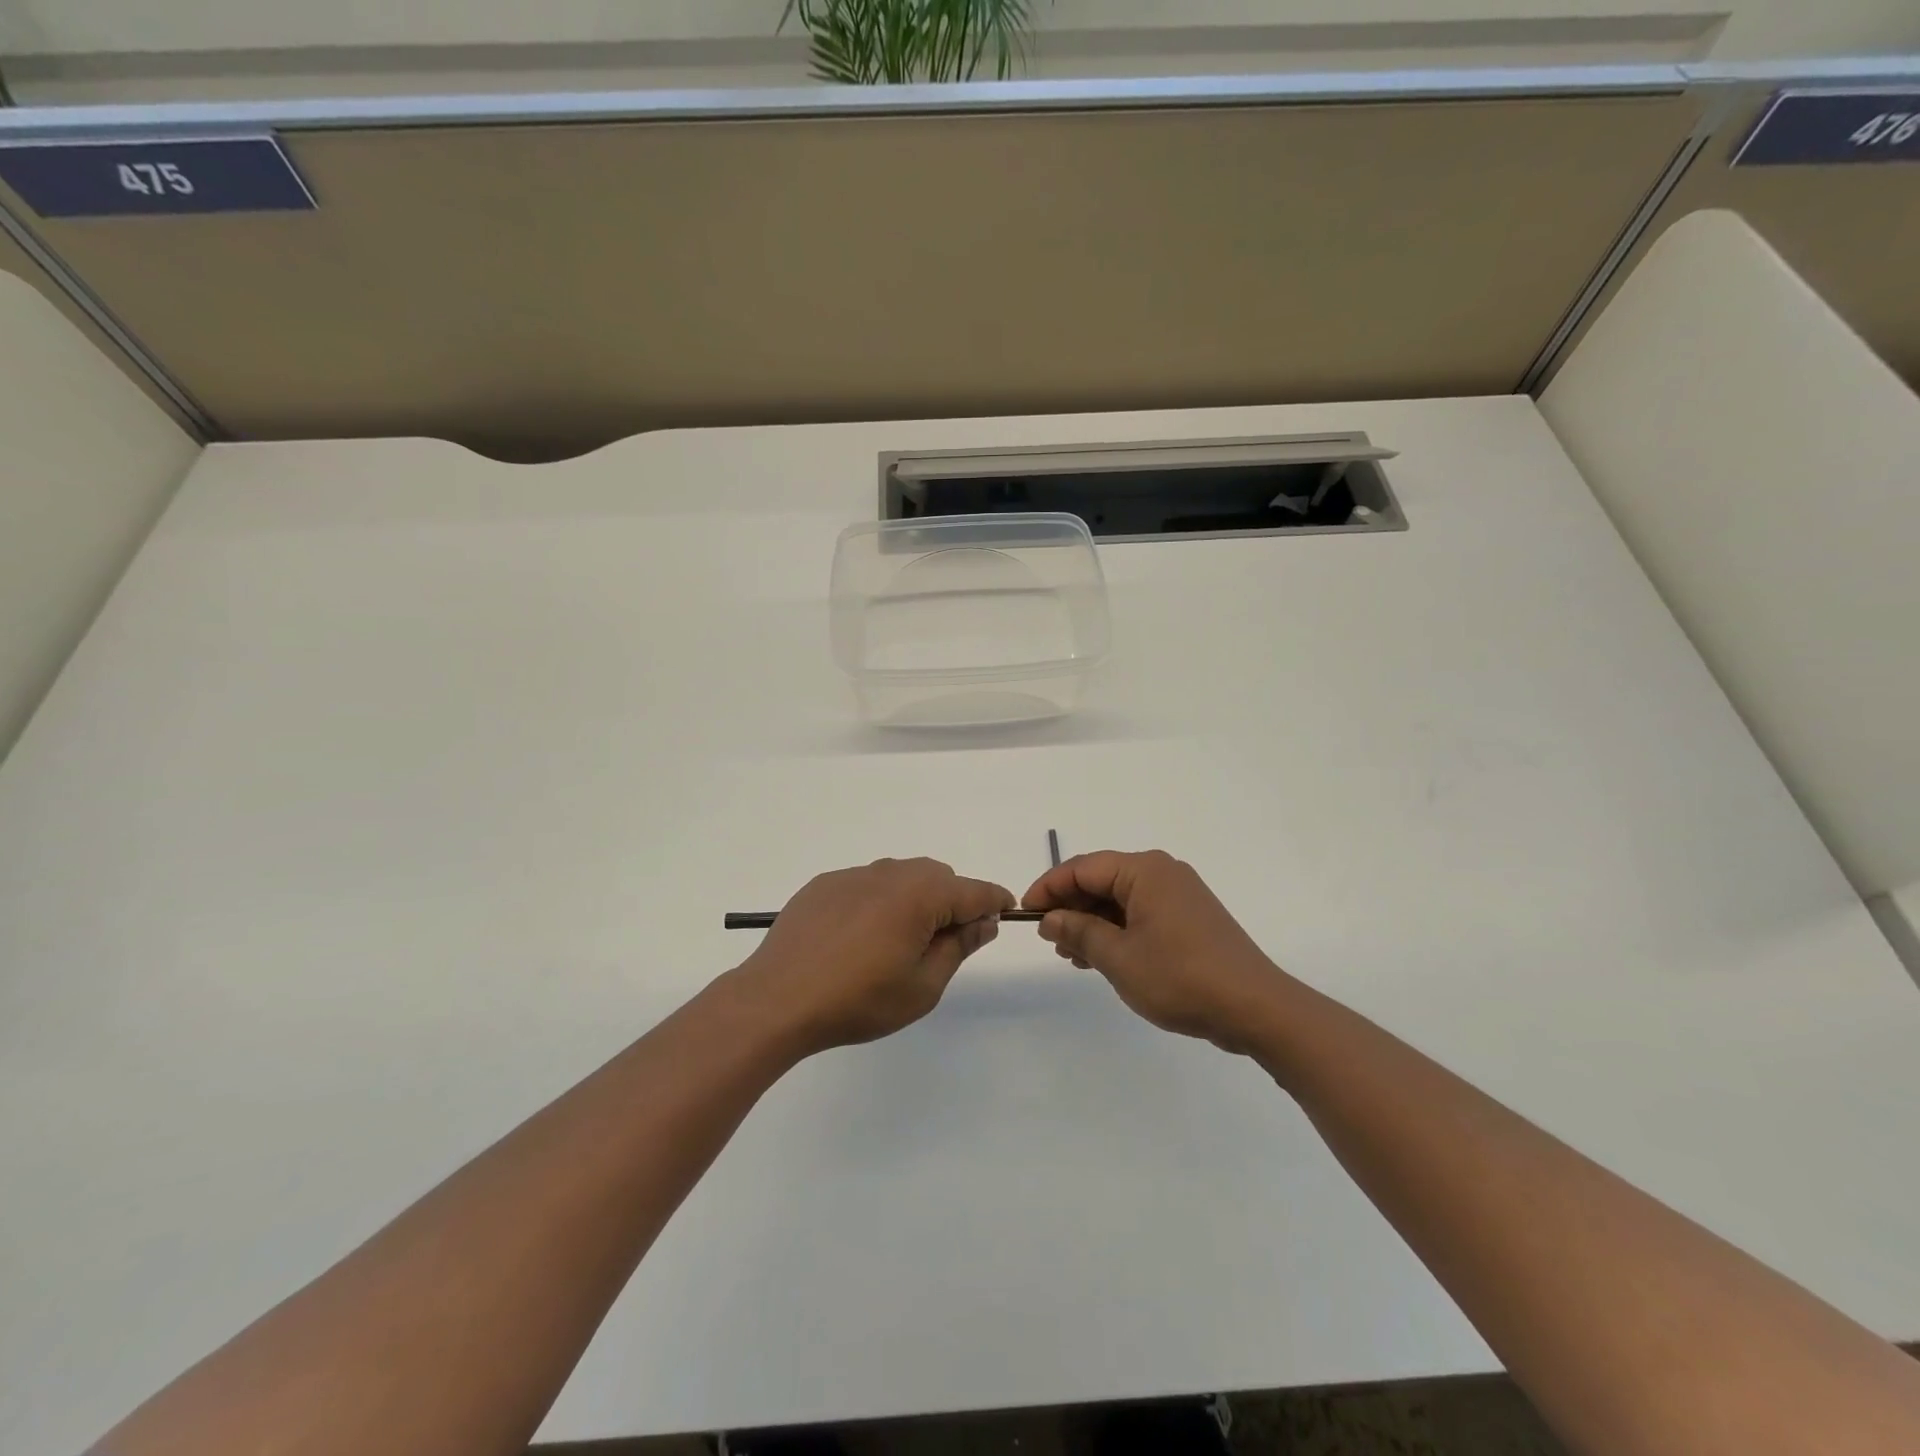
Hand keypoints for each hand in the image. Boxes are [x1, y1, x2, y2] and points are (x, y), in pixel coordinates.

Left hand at [737, 859, 1013, 1054]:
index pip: (975, 891)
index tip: (1004, 915)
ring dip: (914, 900)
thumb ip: (959, 947)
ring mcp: (854, 874)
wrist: (778, 999)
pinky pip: (867, 884)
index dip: (995, 902)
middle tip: (942, 944)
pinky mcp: (825, 884)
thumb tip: (983, 921)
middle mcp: (891, 873)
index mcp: (921, 894)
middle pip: (939, 877)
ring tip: (897, 943)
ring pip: (902, 877)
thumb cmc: (859, 999)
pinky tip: (858, 939)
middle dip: (952, 902)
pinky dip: (878, 902)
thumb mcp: (923, 986)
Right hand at [1022, 850, 1285, 1052]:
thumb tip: (1050, 918)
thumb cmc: (1180, 977)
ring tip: (1071, 955)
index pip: (1082, 867)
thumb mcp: (1119, 958)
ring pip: (1120, 899)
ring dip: (1092, 922)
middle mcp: (1162, 873)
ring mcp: (1179, 895)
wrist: (1256, 1008)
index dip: (1049, 888)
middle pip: (1102, 880)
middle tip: (1049, 940)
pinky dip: (1117, 930)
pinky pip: (1141, 913)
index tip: (1025, 913)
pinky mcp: (1190, 918)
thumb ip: (1079, 932)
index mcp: (1144, 871)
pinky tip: (1102, 957)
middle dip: (1071, 907)